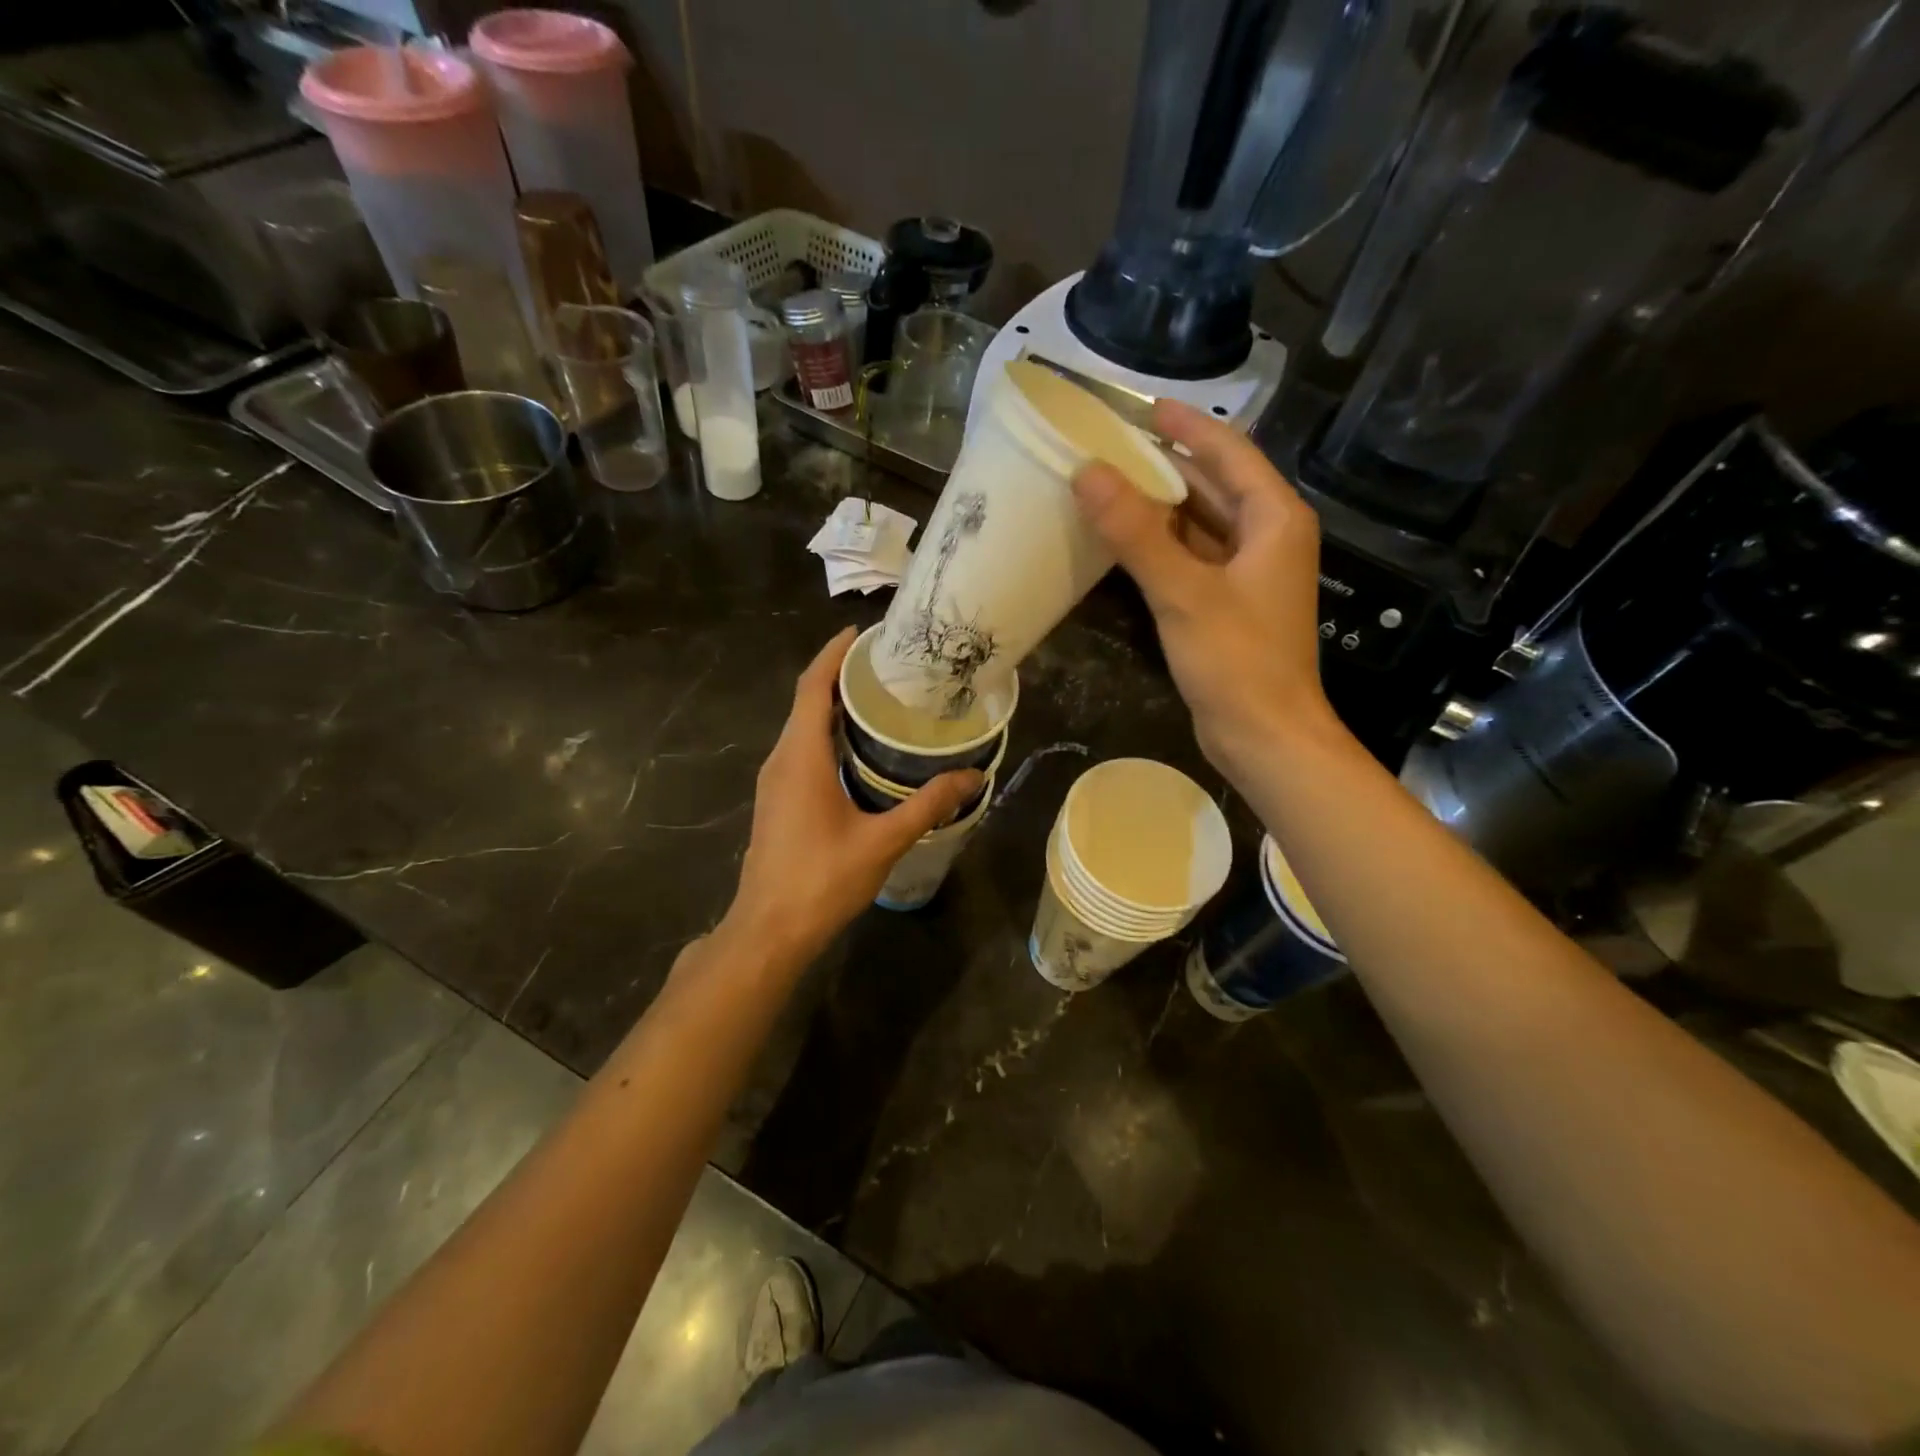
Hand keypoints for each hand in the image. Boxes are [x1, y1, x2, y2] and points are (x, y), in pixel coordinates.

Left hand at [720, 628, 982, 967]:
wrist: (768, 930)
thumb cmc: (821, 880)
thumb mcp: (881, 841)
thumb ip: (927, 805)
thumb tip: (972, 777)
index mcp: (801, 756)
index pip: (812, 686)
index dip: (833, 654)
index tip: (862, 632)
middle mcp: (782, 759)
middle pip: (806, 701)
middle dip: (840, 675)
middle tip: (886, 666)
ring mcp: (775, 781)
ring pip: (802, 727)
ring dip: (833, 706)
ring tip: (879, 699)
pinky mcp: (778, 800)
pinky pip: (801, 750)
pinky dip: (827, 735)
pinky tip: (859, 750)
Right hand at [1072, 398, 1336, 777]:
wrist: (1265, 737)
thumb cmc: (1237, 661)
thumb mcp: (1183, 592)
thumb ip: (1136, 533)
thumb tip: (1088, 473)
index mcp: (1274, 519)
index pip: (1228, 452)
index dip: (1186, 426)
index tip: (1141, 406)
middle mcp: (1267, 537)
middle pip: (1214, 485)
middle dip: (1166, 464)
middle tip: (1111, 446)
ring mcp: (1249, 574)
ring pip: (1201, 524)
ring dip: (1160, 507)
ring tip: (1109, 486)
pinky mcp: (1229, 605)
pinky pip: (1193, 558)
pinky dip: (1162, 546)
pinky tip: (1124, 542)